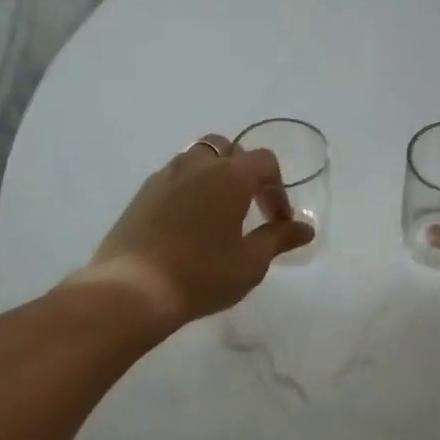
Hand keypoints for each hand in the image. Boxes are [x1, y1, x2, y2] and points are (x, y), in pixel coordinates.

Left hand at [78, 136, 313, 328]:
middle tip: (249, 207)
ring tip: (217, 212)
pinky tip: (187, 223)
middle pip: (228, 149)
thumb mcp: (251, 262)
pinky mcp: (141, 195)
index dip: (278, 190)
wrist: (133, 290)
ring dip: (213, 176)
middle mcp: (197, 166)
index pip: (265, 162)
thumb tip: (306, 228)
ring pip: (196, 159)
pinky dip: (188, 189)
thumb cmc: (202, 275)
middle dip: (244, 172)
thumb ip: (279, 239)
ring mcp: (164, 177)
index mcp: (230, 176)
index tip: (278, 222)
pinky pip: (173, 178)